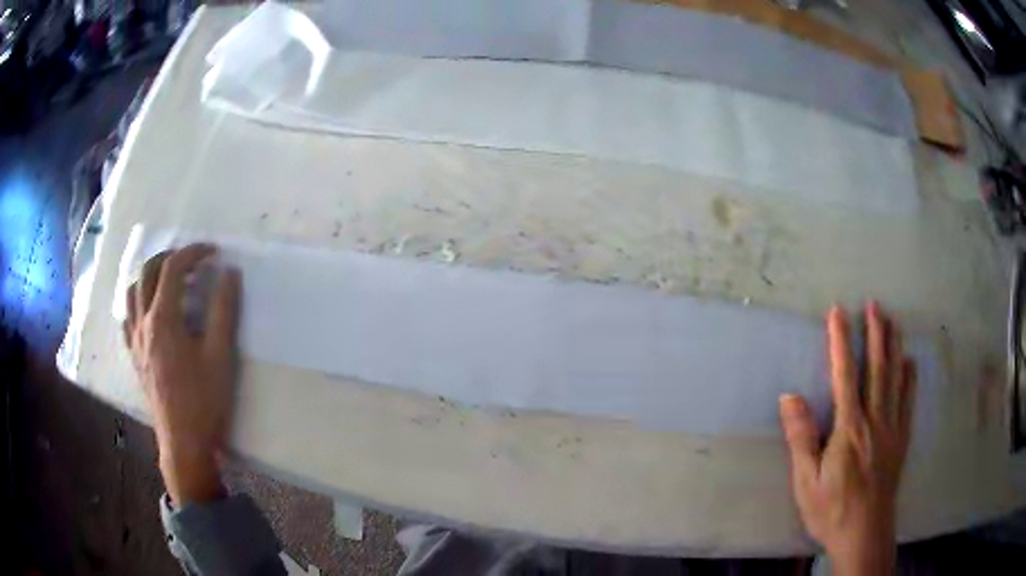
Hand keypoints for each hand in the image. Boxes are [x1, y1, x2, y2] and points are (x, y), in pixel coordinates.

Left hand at [122, 244, 240, 504]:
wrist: (184, 442)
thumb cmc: (204, 401)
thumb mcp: (221, 356)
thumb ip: (224, 310)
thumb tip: (229, 272)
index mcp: (163, 319)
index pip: (173, 268)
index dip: (194, 252)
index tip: (214, 252)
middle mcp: (143, 323)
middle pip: (148, 272)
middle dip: (170, 257)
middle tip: (192, 261)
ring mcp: (135, 340)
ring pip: (132, 292)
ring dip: (149, 275)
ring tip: (168, 280)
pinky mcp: (134, 357)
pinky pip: (127, 318)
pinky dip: (137, 302)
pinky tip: (150, 311)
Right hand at [779, 303, 915, 574]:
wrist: (864, 534)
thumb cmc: (831, 509)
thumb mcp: (806, 481)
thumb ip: (801, 438)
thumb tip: (789, 397)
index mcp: (849, 428)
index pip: (845, 375)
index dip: (841, 342)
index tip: (838, 313)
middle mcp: (875, 420)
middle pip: (877, 369)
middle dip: (875, 334)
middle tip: (875, 304)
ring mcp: (892, 428)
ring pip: (895, 379)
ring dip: (894, 348)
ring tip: (893, 322)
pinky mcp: (901, 440)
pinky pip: (907, 402)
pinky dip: (910, 379)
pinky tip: (910, 363)